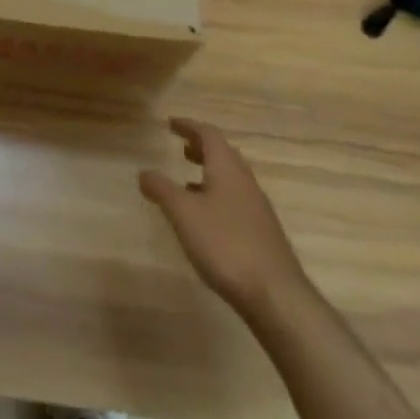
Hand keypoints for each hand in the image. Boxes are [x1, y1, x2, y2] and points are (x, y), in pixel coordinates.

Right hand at [139, 117, 308, 324]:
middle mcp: (245, 181)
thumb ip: (161, 189)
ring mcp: (257, 208)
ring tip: (188, 182)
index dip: (189, 125)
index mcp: (227, 168)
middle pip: (223, 153)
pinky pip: (236, 200)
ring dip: (210, 173)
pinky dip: (218, 196)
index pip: (208, 134)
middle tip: (181, 147)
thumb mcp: (183, 213)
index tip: (171, 123)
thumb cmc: (225, 244)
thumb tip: (143, 172)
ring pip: (231, 178)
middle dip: (201, 147)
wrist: (276, 295)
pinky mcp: (262, 233)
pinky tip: (207, 219)